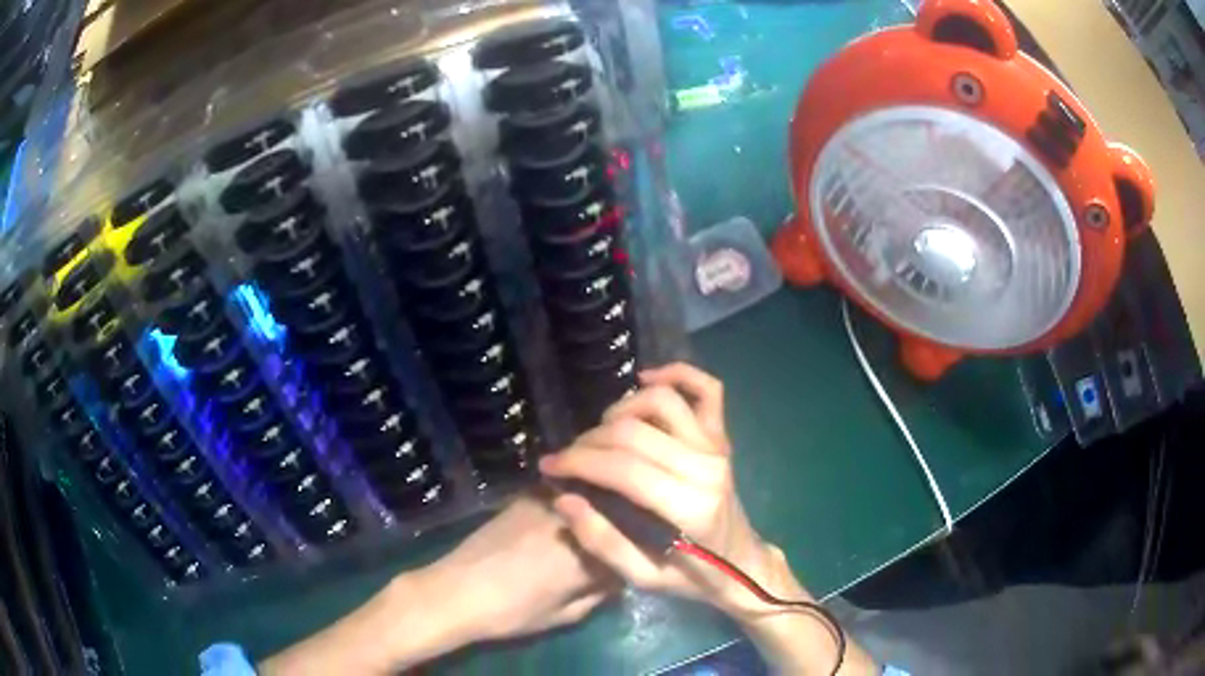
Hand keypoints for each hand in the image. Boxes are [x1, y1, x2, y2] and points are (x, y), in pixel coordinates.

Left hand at [259, 493, 612, 674]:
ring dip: (604, 498)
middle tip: (634, 528)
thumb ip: (600, 593)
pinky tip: (576, 506)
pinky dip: (577, 493)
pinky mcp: (527, 494)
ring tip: (606, 512)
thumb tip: (621, 574)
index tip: (647, 549)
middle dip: (629, 516)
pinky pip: (565, 488)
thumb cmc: (512, 613)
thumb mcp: (565, 615)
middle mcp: (573, 518)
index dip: (643, 545)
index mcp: (588, 553)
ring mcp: (548, 501)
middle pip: (616, 507)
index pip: (634, 540)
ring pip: (592, 490)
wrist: (455, 590)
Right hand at [540, 363, 878, 674]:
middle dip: (589, 441)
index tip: (549, 466)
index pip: (623, 468)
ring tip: (601, 432)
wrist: (742, 567)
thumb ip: (602, 542)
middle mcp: (706, 467)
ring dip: (622, 409)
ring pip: (662, 401)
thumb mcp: (643, 578)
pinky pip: (707, 390)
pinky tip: (647, 378)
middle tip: (568, 458)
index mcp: (689, 507)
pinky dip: (678, 373)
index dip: (578, 462)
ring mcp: (717, 448)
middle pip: (635, 431)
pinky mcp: (722, 439)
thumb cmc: (693, 577)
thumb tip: (564, 499)